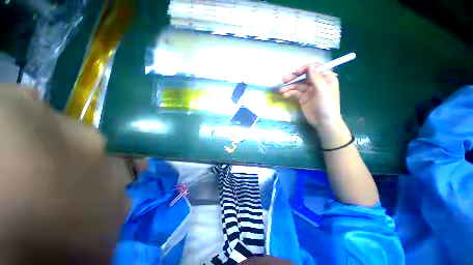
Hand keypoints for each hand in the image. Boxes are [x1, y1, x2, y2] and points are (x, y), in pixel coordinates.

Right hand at [280, 63, 341, 131]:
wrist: (323, 123)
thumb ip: (316, 79)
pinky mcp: (302, 98)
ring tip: (281, 90)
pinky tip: (284, 95)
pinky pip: (295, 93)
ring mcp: (308, 90)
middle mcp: (316, 82)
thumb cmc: (327, 106)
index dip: (305, 69)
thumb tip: (310, 66)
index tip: (297, 72)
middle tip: (284, 79)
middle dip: (293, 78)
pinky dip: (289, 93)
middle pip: (303, 76)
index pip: (315, 68)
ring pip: (297, 85)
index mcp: (326, 78)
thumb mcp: (323, 92)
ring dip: (289, 87)